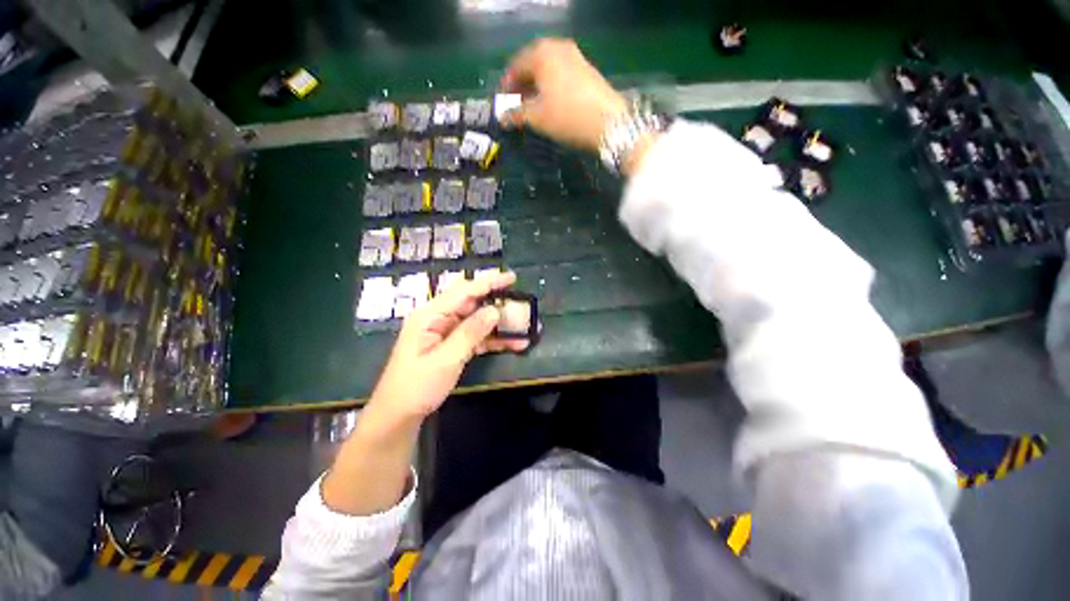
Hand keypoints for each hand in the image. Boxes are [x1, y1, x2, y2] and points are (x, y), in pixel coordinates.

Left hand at [368, 271, 527, 420]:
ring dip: (499, 324)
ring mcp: (446, 331)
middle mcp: (438, 318)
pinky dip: (493, 339)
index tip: (512, 278)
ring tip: (523, 326)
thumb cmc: (416, 387)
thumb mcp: (445, 360)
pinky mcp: (453, 345)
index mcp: (430, 315)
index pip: (463, 291)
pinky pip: (476, 336)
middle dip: (497, 302)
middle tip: (521, 303)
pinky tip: (513, 343)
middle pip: (472, 303)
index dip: (488, 282)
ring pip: (477, 320)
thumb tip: (494, 311)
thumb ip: (470, 333)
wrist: (399, 415)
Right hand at [500, 38, 628, 151]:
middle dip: (521, 85)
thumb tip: (502, 118)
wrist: (609, 122)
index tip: (502, 104)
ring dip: (536, 87)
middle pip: (532, 64)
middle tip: (515, 106)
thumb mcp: (537, 117)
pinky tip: (550, 103)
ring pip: (547, 69)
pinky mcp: (586, 69)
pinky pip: (560, 74)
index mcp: (541, 53)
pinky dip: (551, 86)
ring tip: (532, 107)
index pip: (515, 66)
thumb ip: (516, 114)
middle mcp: (557, 47)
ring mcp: (575, 56)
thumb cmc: (567, 116)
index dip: (506, 86)